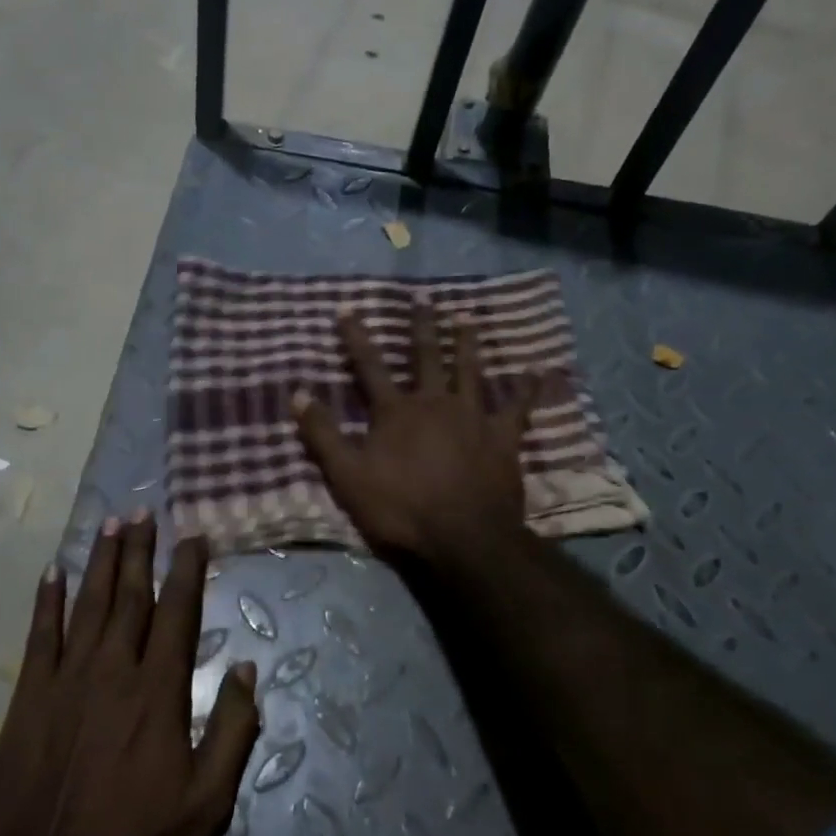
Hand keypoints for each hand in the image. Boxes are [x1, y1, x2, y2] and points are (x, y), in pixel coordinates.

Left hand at [0, 512, 260, 835]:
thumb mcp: (208, 802)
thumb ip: (233, 729)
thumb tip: (248, 668)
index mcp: (159, 690)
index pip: (178, 611)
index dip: (187, 569)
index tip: (193, 535)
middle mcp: (113, 670)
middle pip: (130, 594)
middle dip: (139, 549)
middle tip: (144, 510)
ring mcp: (66, 680)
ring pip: (88, 604)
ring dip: (100, 560)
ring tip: (109, 524)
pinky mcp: (29, 699)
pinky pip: (39, 636)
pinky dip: (46, 601)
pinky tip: (52, 573)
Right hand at [291, 300, 536, 565]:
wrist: (463, 538)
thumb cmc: (401, 509)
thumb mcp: (348, 476)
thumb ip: (323, 435)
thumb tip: (297, 393)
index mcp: (396, 412)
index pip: (370, 366)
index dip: (357, 338)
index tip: (348, 309)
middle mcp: (434, 402)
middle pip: (426, 357)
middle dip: (422, 326)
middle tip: (423, 298)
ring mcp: (472, 416)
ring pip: (469, 370)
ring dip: (466, 343)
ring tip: (467, 318)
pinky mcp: (502, 437)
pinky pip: (517, 407)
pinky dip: (527, 389)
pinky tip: (538, 372)